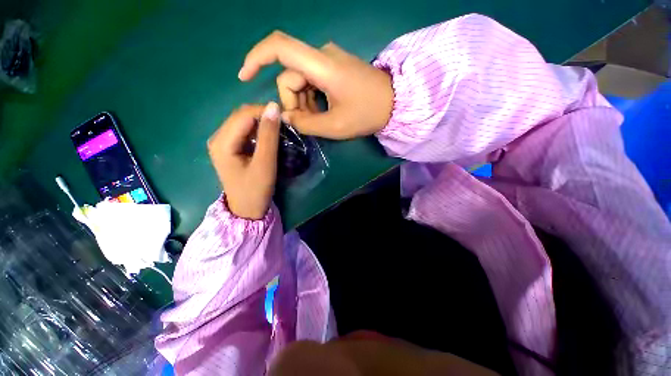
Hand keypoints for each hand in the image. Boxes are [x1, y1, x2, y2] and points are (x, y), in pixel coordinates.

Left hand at [208, 103, 280, 219]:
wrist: (247, 210)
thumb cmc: (256, 190)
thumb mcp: (265, 163)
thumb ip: (269, 135)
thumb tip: (273, 106)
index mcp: (222, 142)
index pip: (244, 115)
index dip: (265, 111)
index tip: (286, 117)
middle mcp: (218, 138)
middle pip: (241, 116)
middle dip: (263, 116)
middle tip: (284, 124)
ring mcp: (222, 142)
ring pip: (244, 122)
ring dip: (262, 123)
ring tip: (279, 129)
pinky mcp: (230, 147)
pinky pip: (244, 131)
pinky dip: (258, 130)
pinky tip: (269, 137)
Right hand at [238, 31, 393, 139]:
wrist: (394, 103)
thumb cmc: (368, 114)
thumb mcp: (335, 126)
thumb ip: (306, 124)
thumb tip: (285, 117)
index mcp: (322, 66)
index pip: (279, 47)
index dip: (256, 58)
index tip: (244, 77)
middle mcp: (321, 56)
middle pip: (289, 77)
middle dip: (293, 103)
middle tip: (309, 124)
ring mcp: (328, 61)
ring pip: (299, 81)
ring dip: (303, 103)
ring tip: (320, 119)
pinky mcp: (333, 68)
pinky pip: (311, 82)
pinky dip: (311, 99)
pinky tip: (324, 111)